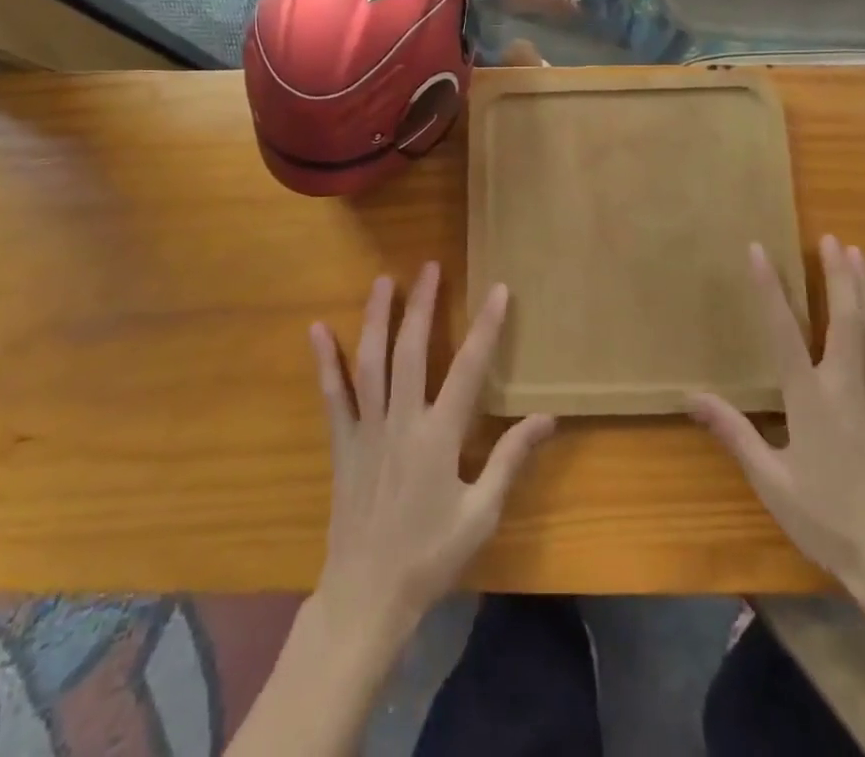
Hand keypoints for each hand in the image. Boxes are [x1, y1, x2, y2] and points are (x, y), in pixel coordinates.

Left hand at [309, 265, 554, 636]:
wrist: (367, 597)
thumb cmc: (430, 556)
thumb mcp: (481, 514)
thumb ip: (510, 460)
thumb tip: (547, 418)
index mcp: (440, 437)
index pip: (469, 369)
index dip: (486, 327)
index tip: (498, 290)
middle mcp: (402, 421)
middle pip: (412, 351)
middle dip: (422, 305)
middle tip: (430, 266)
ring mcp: (367, 429)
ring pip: (371, 362)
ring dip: (377, 318)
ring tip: (384, 281)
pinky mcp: (342, 443)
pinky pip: (333, 394)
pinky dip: (325, 361)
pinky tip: (317, 329)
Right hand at [688, 236, 864, 613]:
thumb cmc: (829, 522)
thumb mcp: (772, 482)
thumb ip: (735, 434)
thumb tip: (691, 397)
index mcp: (811, 400)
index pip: (784, 331)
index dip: (769, 288)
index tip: (759, 250)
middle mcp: (846, 386)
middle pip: (843, 317)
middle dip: (836, 274)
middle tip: (830, 237)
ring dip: (863, 285)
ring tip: (856, 252)